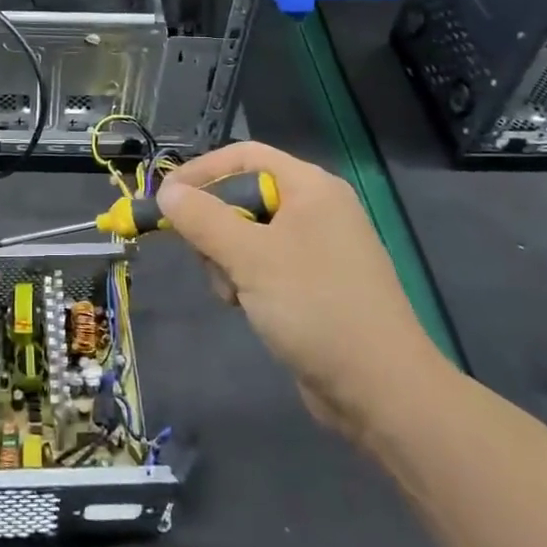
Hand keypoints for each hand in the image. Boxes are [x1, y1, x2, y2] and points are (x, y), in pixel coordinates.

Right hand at [157, 142, 449, 440]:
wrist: (381, 390)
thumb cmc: (315, 307)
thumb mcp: (249, 257)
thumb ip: (202, 219)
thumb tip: (167, 192)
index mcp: (311, 187)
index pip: (244, 156)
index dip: (201, 171)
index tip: (165, 198)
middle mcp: (317, 208)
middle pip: (244, 195)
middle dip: (214, 225)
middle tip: (202, 256)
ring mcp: (319, 248)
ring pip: (248, 233)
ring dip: (227, 259)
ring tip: (231, 294)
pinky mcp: (316, 284)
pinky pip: (265, 263)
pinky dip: (247, 279)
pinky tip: (245, 307)